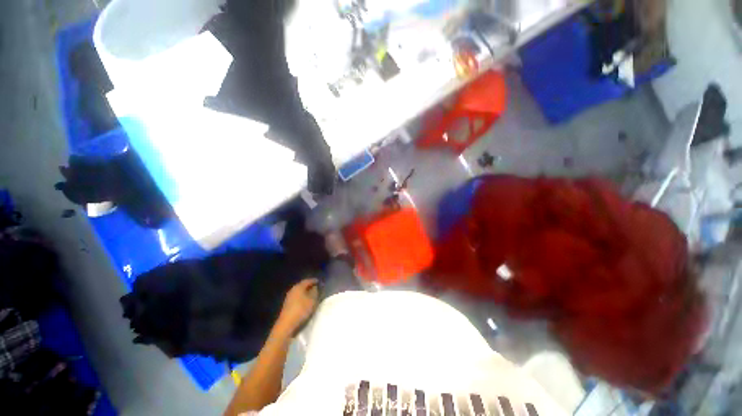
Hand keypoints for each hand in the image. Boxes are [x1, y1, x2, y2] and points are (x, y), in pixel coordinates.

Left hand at [277, 278, 318, 334]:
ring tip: (312, 295)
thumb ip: (315, 292)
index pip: (307, 280)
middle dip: (309, 286)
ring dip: (305, 292)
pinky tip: (305, 301)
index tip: (319, 281)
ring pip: (299, 291)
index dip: (314, 280)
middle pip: (302, 285)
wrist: (286, 324)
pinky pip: (297, 297)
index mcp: (299, 287)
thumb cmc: (301, 310)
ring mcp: (289, 297)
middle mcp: (293, 290)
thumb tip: (315, 287)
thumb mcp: (312, 300)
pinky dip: (302, 297)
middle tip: (316, 287)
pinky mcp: (287, 304)